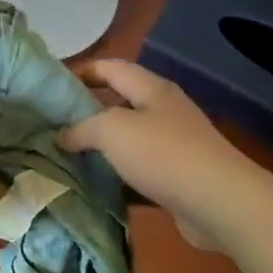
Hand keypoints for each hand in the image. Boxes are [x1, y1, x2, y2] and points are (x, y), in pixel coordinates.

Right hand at [58, 59, 252, 250]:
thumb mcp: (112, 131)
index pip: (110, 68)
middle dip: (86, 112)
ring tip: (66, 157)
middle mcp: (163, 111)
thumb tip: (61, 135)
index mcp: (151, 89)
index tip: (51, 86)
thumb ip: (81, 128)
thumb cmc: (163, 155)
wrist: (221, 204)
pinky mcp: (178, 178)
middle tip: (53, 125)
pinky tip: (95, 188)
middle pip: (118, 103)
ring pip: (128, 140)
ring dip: (101, 149)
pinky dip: (118, 178)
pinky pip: (139, 172)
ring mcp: (174, 145)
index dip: (81, 71)